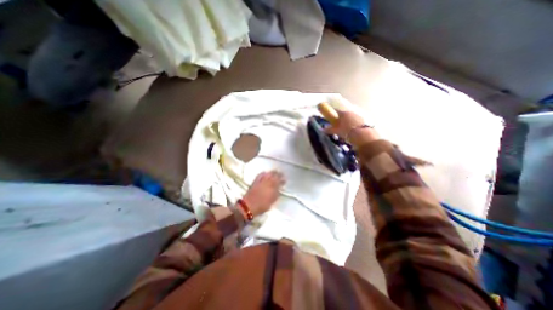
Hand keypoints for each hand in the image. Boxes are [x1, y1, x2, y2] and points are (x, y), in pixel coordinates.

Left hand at [241, 169, 284, 218]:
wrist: (249, 206)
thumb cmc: (262, 206)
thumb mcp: (272, 201)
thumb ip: (276, 194)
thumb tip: (279, 189)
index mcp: (273, 188)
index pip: (279, 182)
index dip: (283, 180)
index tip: (285, 180)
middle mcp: (268, 183)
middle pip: (274, 176)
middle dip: (278, 174)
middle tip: (281, 173)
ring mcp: (261, 181)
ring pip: (268, 174)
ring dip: (272, 172)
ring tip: (275, 171)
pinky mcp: (255, 181)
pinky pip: (260, 175)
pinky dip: (263, 173)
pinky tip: (265, 172)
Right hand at [325, 109, 380, 145]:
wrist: (363, 135)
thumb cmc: (347, 131)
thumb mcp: (336, 131)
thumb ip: (329, 129)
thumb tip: (323, 129)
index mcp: (343, 113)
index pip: (336, 110)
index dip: (332, 113)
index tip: (329, 116)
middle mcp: (351, 112)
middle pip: (344, 114)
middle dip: (340, 119)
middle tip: (337, 125)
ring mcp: (358, 116)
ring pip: (350, 118)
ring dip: (347, 122)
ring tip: (344, 129)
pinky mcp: (364, 121)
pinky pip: (356, 122)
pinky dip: (353, 125)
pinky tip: (352, 131)